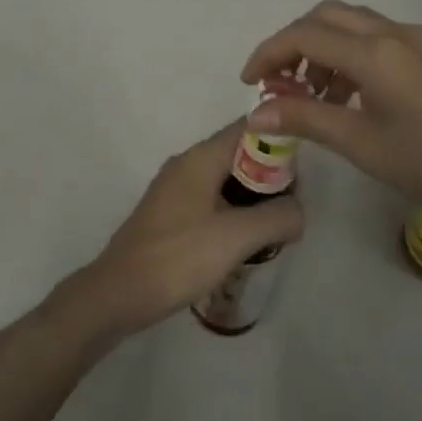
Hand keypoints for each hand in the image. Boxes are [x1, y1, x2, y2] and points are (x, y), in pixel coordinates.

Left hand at [56, 121, 302, 339]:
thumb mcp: (236, 237)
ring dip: (251, 196)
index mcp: (201, 157)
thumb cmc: (178, 257)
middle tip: (293, 206)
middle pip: (238, 153)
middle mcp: (187, 163)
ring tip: (275, 225)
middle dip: (269, 174)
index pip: (247, 128)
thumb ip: (276, 218)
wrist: (118, 292)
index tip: (303, 169)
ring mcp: (174, 188)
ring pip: (224, 178)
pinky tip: (244, 240)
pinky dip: (232, 210)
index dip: (278, 140)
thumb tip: (299, 211)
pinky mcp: (169, 213)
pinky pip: (210, 199)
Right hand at [242, 0, 421, 250]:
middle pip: (326, 16)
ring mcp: (417, 40)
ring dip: (322, 47)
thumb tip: (255, 113)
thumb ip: (306, 120)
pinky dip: (349, 54)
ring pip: (352, 23)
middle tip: (278, 83)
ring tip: (312, 96)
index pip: (304, 36)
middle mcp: (394, 33)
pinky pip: (377, 37)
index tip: (250, 83)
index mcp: (375, 53)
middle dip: (294, 43)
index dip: (269, 54)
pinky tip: (349, 95)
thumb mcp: (362, 145)